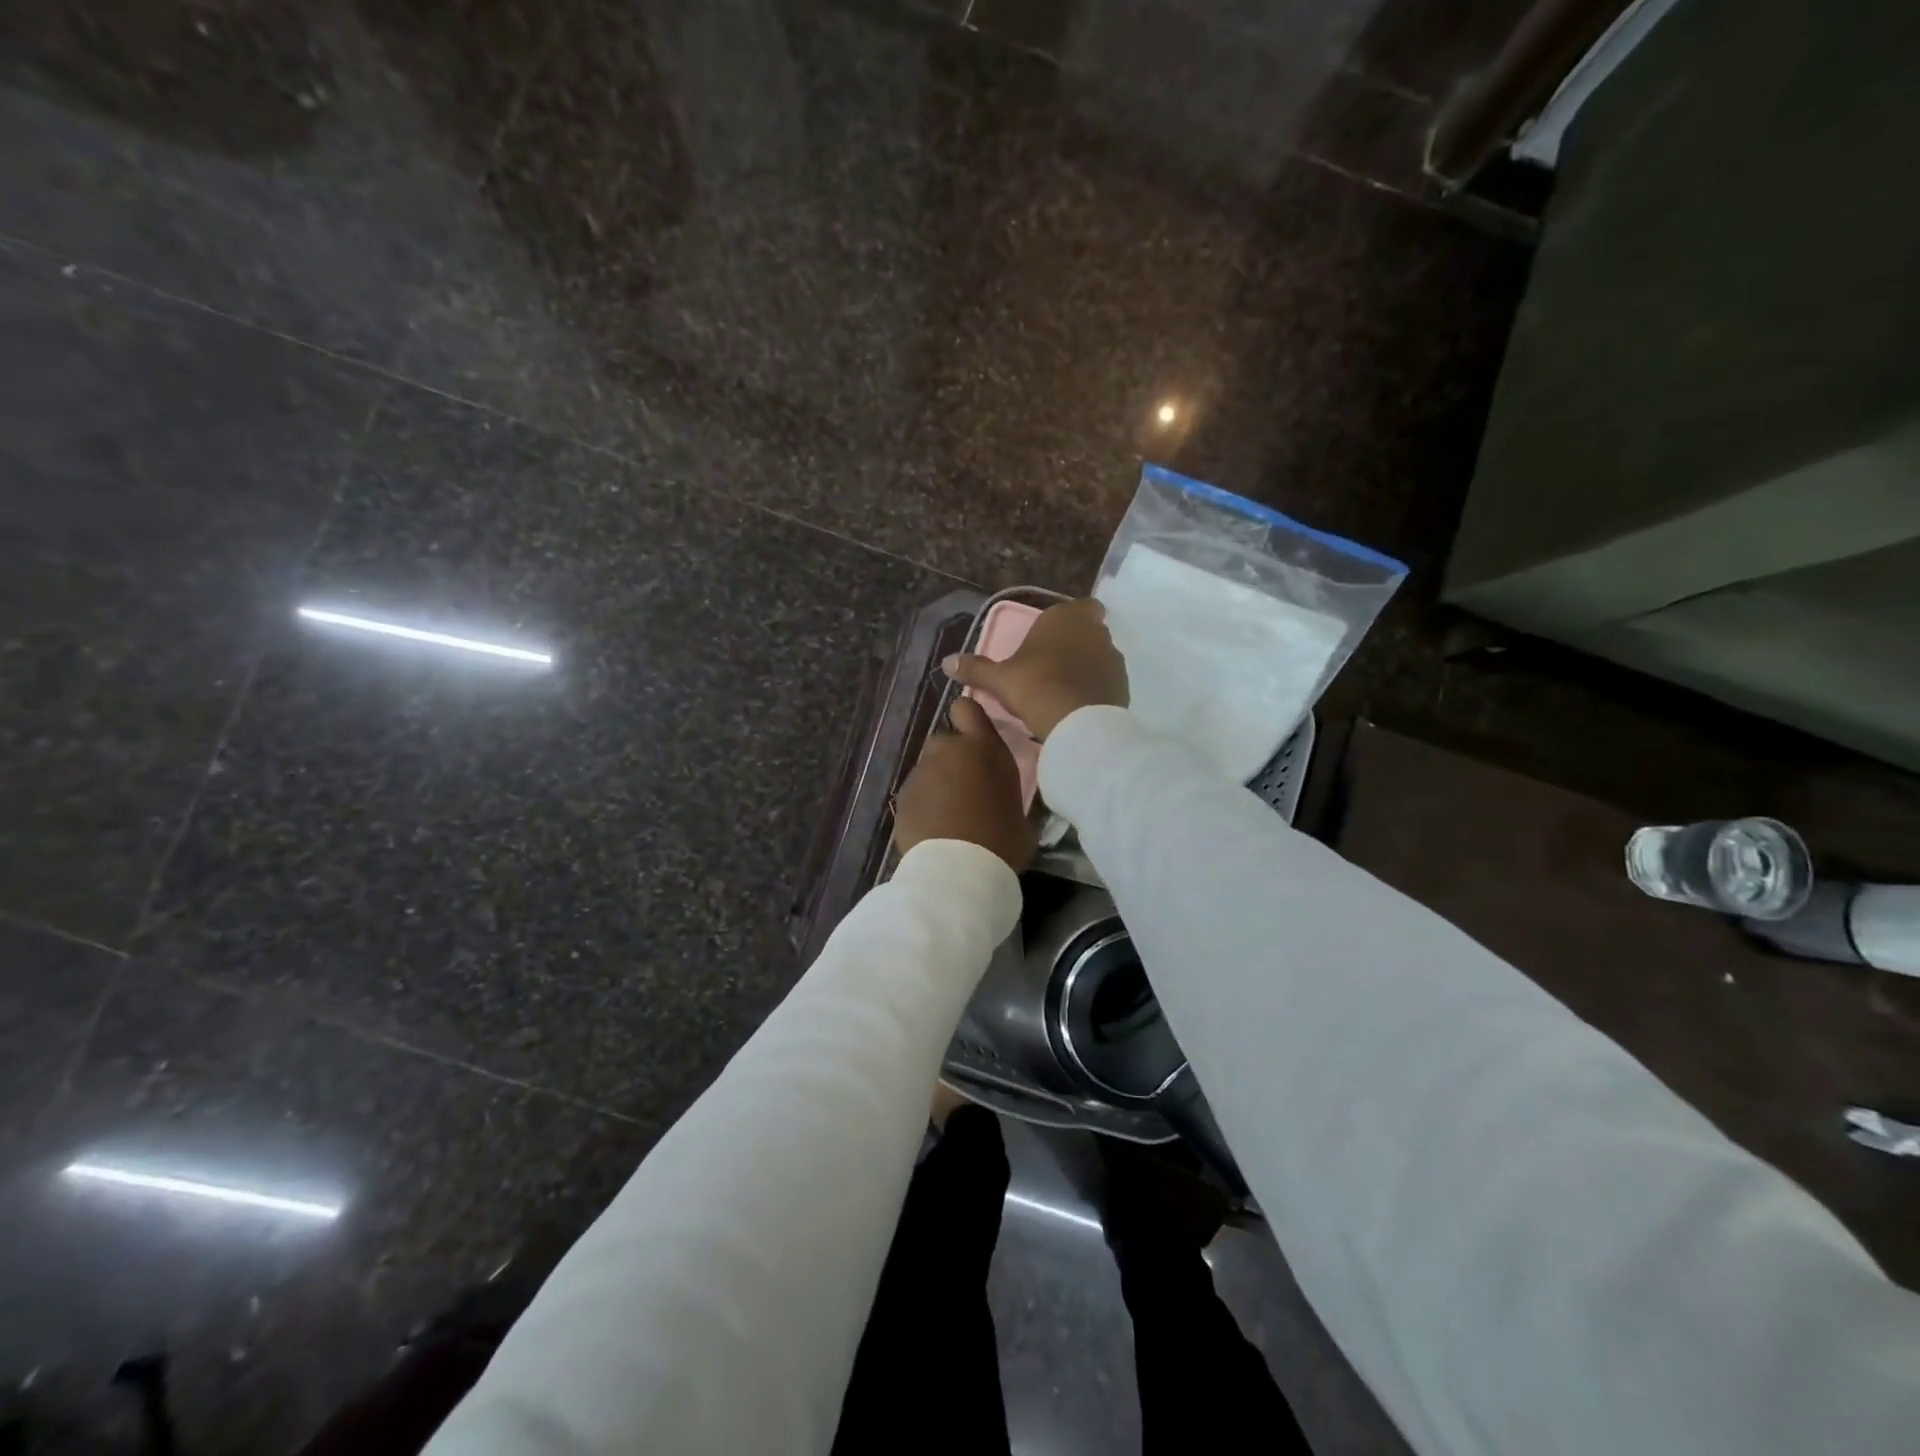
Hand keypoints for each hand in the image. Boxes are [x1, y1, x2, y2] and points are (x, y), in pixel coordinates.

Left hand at [893, 697, 1037, 871]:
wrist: (958, 872)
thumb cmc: (1002, 841)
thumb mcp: (1021, 814)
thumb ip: (1008, 793)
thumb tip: (1005, 801)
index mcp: (984, 748)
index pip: (966, 708)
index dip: (968, 720)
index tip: (975, 740)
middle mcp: (948, 751)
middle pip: (945, 741)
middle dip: (953, 759)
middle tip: (966, 790)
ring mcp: (920, 773)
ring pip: (929, 769)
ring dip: (938, 783)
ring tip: (950, 815)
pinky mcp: (902, 798)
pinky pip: (916, 794)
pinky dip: (923, 805)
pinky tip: (934, 830)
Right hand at [942, 597, 1128, 740]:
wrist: (1077, 723)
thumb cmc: (1035, 686)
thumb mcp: (999, 679)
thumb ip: (975, 668)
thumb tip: (946, 662)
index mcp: (1067, 617)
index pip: (1079, 607)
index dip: (1067, 621)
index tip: (1050, 640)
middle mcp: (1096, 630)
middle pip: (1088, 632)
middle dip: (1074, 645)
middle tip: (1050, 668)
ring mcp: (1113, 658)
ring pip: (1099, 657)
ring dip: (1085, 668)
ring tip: (1062, 691)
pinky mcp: (1123, 685)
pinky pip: (1106, 681)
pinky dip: (1095, 689)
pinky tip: (1076, 706)